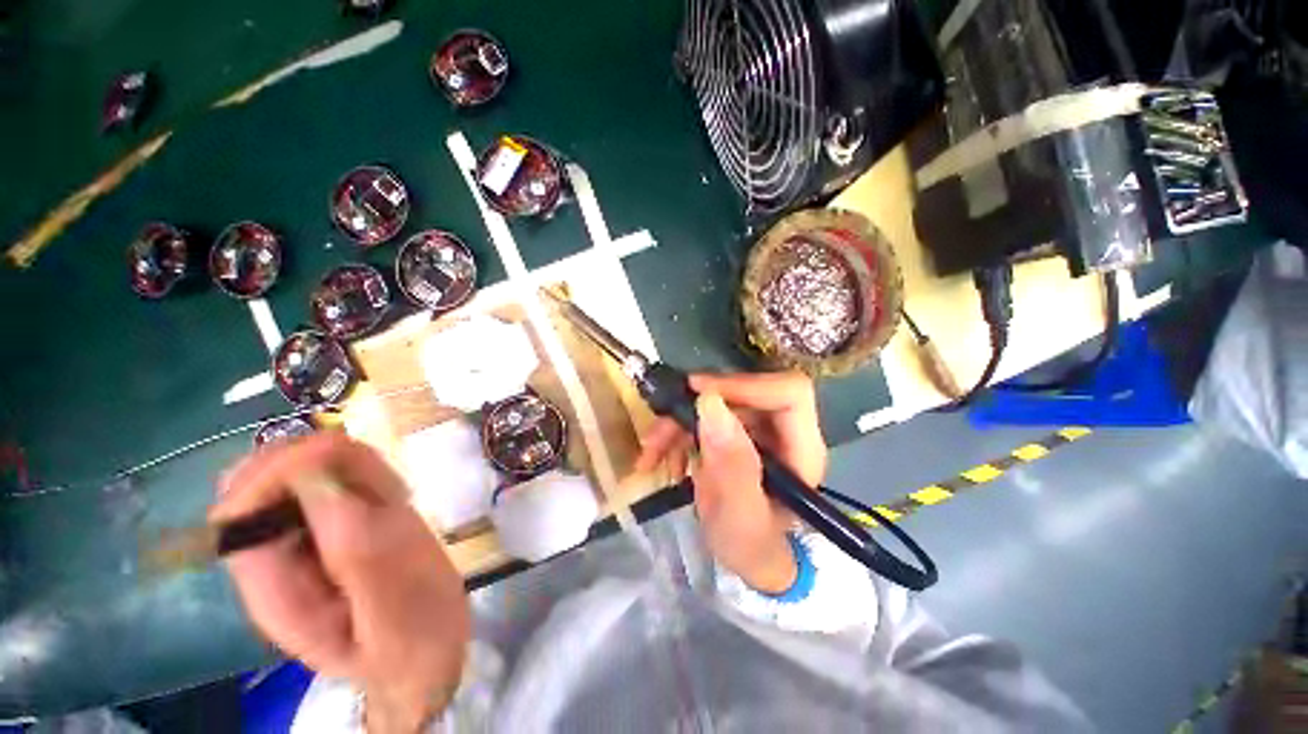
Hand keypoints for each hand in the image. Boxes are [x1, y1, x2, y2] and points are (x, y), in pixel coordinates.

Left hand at [213, 432, 469, 733]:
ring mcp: (307, 538)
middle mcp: (277, 557)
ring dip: (346, 463)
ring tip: (394, 493)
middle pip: (259, 481)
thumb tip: (318, 470)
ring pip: (296, 470)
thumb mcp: (394, 603)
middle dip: (315, 460)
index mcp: (275, 589)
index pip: (240, 512)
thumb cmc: (416, 638)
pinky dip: (363, 468)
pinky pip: (334, 476)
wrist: (430, 650)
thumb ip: (356, 545)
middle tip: (379, 480)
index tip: (344, 460)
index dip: (279, 472)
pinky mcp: (338, 524)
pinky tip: (394, 493)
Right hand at [635, 372, 826, 593]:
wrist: (745, 558)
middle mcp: (783, 431)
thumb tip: (710, 404)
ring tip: (651, 453)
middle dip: (693, 410)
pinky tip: (663, 458)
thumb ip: (732, 467)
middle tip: (657, 435)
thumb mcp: (740, 519)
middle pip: (742, 393)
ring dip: (677, 422)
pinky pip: (701, 416)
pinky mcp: (734, 432)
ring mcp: (757, 429)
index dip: (745, 385)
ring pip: (715, 402)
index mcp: (801, 449)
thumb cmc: (752, 548)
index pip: (789, 393)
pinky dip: (676, 431)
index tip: (697, 394)